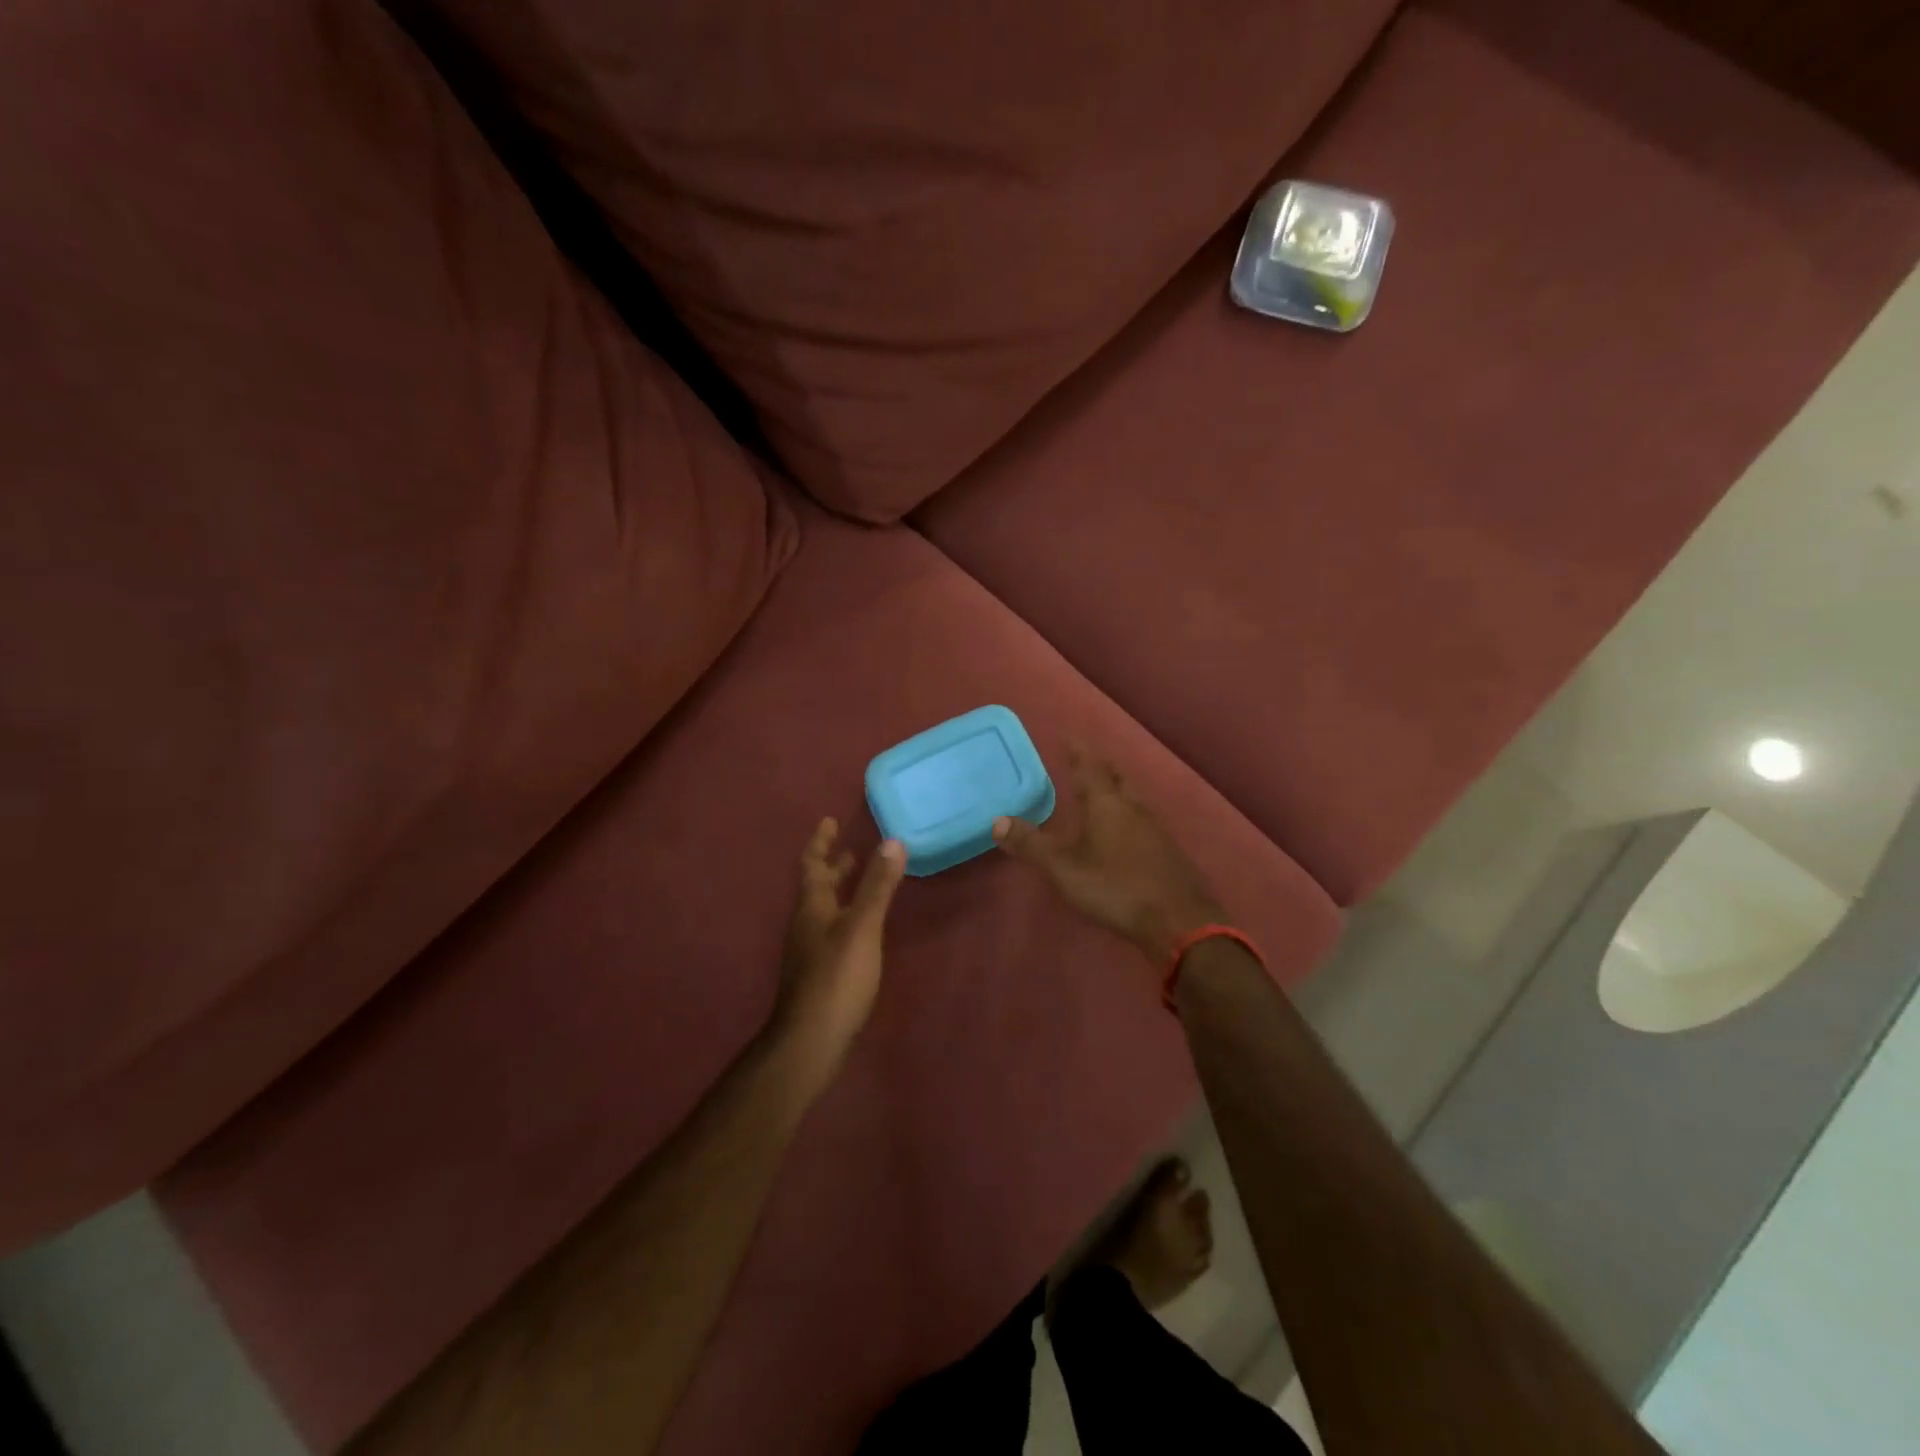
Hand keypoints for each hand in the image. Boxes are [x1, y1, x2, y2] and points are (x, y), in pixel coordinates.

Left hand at [769, 819, 906, 1086]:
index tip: (829, 820)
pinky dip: (846, 916)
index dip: (820, 841)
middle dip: (832, 866)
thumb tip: (892, 841)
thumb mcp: (862, 927)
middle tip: (850, 849)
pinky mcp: (820, 974)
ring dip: (840, 892)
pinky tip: (863, 928)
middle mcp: (806, 924)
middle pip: (817, 887)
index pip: (812, 864)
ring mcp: (810, 951)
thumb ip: (877, 886)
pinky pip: (832, 931)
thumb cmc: (836, 978)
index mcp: (812, 908)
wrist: (810, 1041)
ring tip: (860, 882)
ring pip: (825, 910)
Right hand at [993, 743, 1227, 963]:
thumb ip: (1032, 845)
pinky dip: (1129, 813)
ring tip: (1103, 790)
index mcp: (1107, 805)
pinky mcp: (1167, 851)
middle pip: (1116, 778)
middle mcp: (1133, 809)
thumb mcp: (1065, 869)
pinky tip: (1126, 830)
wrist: (1179, 921)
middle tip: (1086, 759)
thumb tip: (997, 820)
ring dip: (1116, 788)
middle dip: (1100, 767)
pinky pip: (1143, 819)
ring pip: (1132, 798)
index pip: (1089, 768)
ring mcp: (1155, 829)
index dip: (1077, 751)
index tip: (1068, 734)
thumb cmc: (1116, 888)